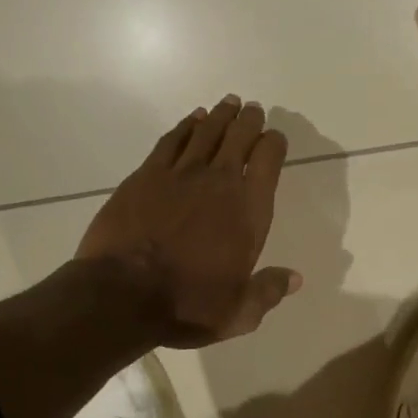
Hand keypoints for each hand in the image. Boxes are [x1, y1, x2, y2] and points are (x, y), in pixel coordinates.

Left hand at [77, 96, 301, 346]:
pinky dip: (185, 126)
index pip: (269, 161)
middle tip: (252, 109)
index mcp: (248, 211)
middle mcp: (219, 182)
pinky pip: (172, 141)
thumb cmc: (187, 305)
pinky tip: (192, 120)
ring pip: (206, 132)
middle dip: (249, 121)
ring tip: (228, 104)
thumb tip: (295, 278)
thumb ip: (268, 291)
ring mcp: (180, 174)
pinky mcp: (146, 175)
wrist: (122, 294)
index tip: (275, 138)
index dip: (274, 144)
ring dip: (220, 116)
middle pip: (239, 138)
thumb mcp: (238, 313)